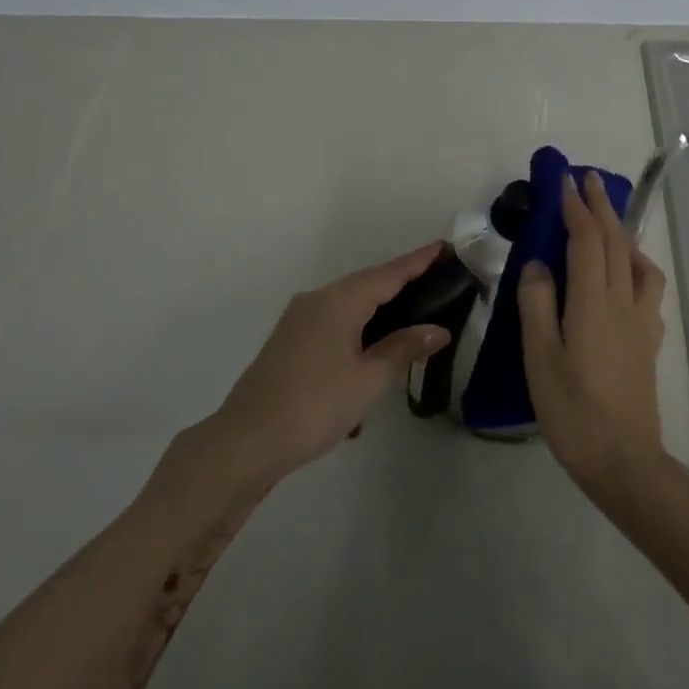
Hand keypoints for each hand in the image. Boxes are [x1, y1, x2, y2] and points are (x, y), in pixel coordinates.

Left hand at [202, 242, 451, 487]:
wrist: (245, 443)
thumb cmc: (314, 406)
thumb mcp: (368, 380)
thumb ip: (404, 349)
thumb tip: (438, 329)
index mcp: (339, 301)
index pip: (389, 274)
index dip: (418, 261)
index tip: (444, 245)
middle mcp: (317, 300)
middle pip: (368, 283)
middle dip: (401, 281)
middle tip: (437, 280)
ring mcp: (299, 320)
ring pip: (349, 303)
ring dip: (379, 308)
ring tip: (412, 314)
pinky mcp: (290, 341)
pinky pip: (334, 321)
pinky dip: (359, 327)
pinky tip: (372, 350)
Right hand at [518, 171, 667, 498]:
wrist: (623, 459)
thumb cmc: (572, 410)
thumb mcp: (540, 357)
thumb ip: (538, 304)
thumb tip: (539, 264)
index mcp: (593, 302)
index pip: (586, 240)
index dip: (576, 207)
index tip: (564, 180)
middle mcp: (623, 301)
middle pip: (615, 242)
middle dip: (601, 206)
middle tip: (588, 179)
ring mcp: (642, 320)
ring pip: (638, 262)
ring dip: (622, 233)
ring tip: (607, 225)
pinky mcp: (649, 340)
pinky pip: (647, 288)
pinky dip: (635, 266)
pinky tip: (625, 277)